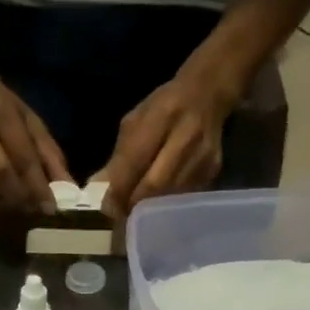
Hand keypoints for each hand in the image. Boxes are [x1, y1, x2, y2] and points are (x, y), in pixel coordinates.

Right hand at [0, 74, 70, 216]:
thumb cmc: (4, 109)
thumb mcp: (32, 122)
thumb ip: (50, 155)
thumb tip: (69, 189)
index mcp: (3, 113)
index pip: (23, 155)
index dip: (37, 185)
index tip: (49, 209)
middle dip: (17, 197)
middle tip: (30, 216)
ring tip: (10, 219)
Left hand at [95, 69, 239, 218]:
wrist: (208, 95)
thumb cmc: (164, 108)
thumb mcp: (135, 121)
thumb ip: (119, 156)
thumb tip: (97, 188)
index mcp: (164, 115)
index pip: (136, 160)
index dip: (119, 188)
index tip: (106, 206)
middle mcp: (187, 136)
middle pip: (155, 185)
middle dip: (132, 204)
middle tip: (119, 215)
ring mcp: (203, 157)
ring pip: (169, 197)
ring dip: (148, 210)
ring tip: (134, 213)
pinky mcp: (212, 173)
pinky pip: (182, 199)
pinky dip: (166, 207)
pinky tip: (156, 207)